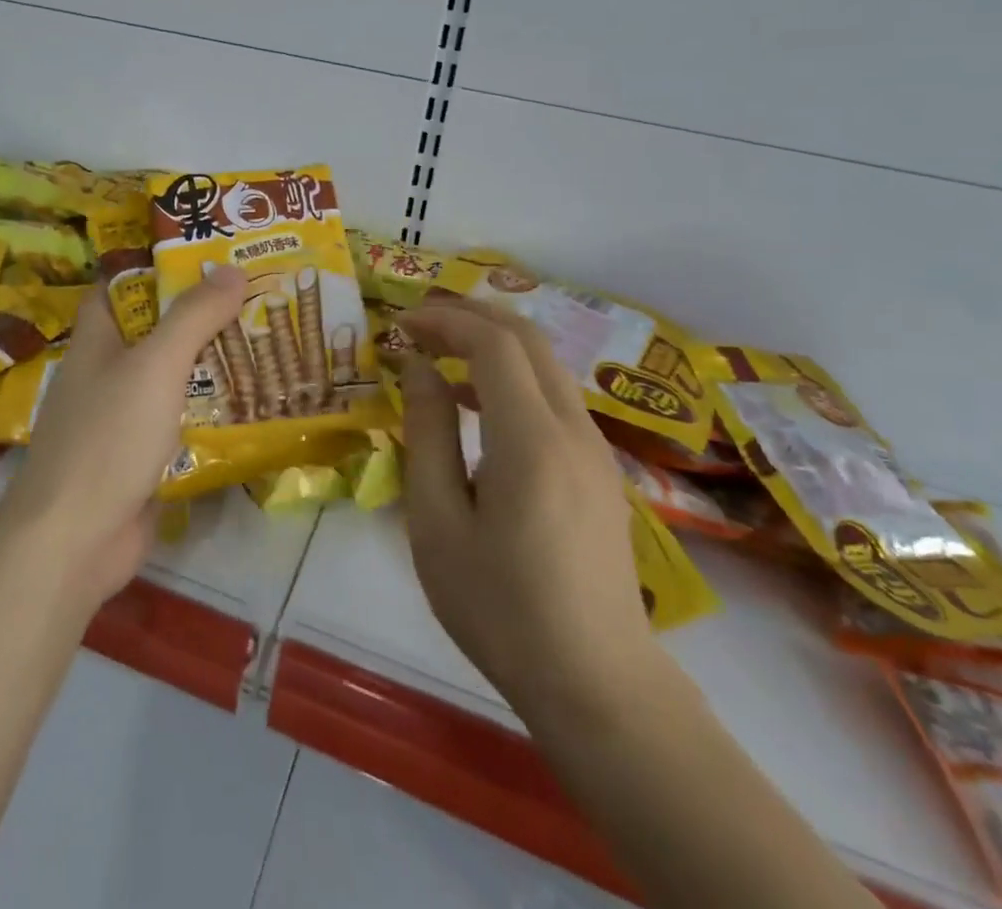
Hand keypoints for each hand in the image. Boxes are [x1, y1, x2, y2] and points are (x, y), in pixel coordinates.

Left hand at [0, 267, 246, 605]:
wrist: (73, 541)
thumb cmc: (107, 437)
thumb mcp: (155, 365)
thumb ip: (194, 317)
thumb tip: (232, 269)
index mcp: (96, 341)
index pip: (116, 287)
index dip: (150, 266)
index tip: (200, 252)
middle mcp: (104, 374)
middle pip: (152, 332)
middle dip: (196, 314)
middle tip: (252, 294)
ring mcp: (120, 420)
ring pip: (169, 379)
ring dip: (208, 364)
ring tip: (263, 341)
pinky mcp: (138, 459)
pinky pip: (178, 422)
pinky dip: (207, 411)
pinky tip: (249, 404)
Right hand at [400, 297, 667, 722]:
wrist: (596, 684)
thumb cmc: (500, 607)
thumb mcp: (438, 523)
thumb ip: (427, 434)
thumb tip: (420, 368)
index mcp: (531, 440)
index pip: (493, 343)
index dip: (445, 320)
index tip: (401, 325)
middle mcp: (573, 429)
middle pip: (528, 338)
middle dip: (471, 316)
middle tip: (420, 324)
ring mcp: (595, 449)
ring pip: (546, 364)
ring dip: (494, 343)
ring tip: (441, 356)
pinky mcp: (600, 470)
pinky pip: (555, 397)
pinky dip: (514, 377)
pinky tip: (479, 407)